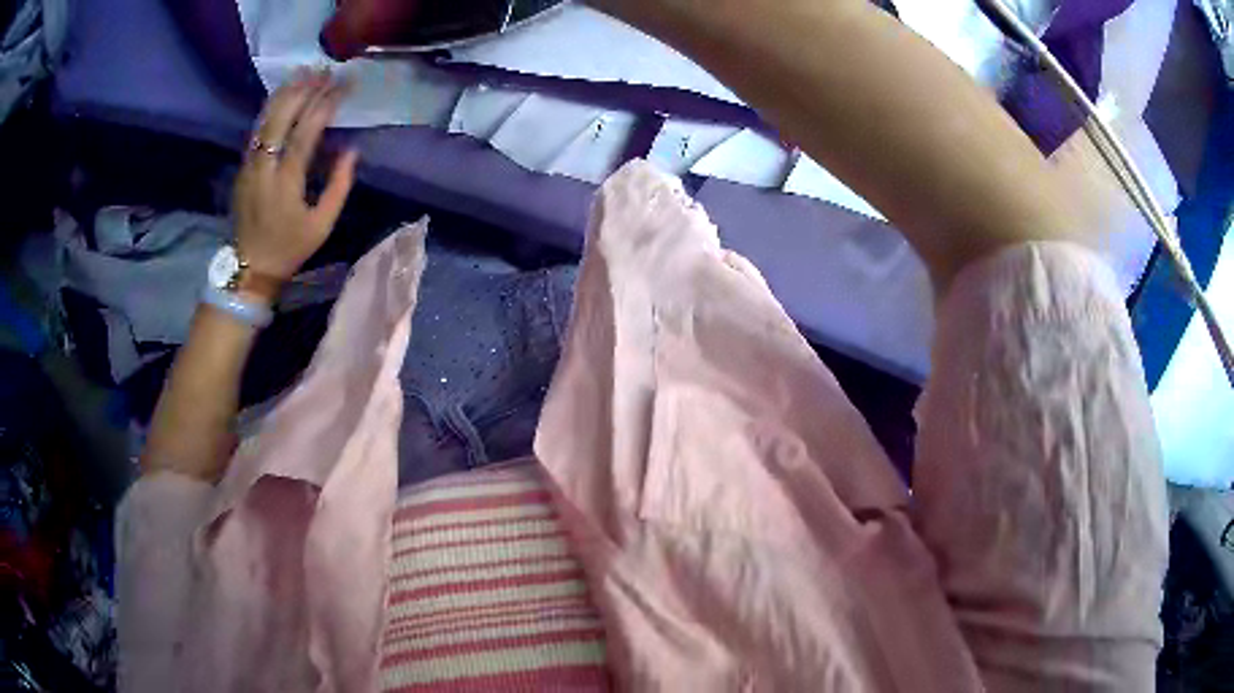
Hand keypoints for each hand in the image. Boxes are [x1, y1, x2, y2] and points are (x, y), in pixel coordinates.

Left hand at [233, 70, 358, 292]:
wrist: (249, 268)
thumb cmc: (289, 247)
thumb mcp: (322, 225)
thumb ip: (338, 186)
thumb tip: (351, 150)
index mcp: (286, 183)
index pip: (305, 133)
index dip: (324, 106)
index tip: (342, 87)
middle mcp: (264, 168)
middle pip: (281, 118)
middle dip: (304, 91)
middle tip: (324, 72)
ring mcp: (249, 166)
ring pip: (265, 119)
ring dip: (286, 93)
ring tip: (305, 72)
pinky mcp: (243, 167)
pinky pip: (257, 129)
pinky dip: (272, 107)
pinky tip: (284, 94)